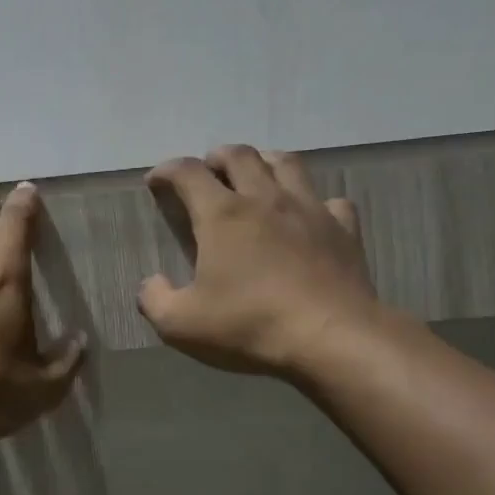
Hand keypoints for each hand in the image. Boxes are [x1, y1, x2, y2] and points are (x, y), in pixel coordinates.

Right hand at [139, 145, 378, 377]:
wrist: (331, 338)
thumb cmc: (248, 325)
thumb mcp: (180, 324)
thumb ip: (155, 299)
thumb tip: (151, 283)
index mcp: (222, 216)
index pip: (188, 173)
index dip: (167, 171)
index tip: (156, 181)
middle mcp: (265, 199)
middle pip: (240, 156)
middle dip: (217, 158)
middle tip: (207, 172)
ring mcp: (310, 210)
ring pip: (286, 164)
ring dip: (264, 162)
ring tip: (255, 176)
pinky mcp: (343, 230)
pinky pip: (330, 201)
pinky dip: (315, 202)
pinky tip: (309, 217)